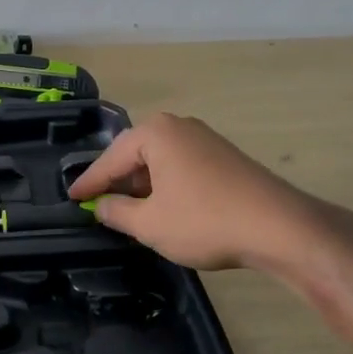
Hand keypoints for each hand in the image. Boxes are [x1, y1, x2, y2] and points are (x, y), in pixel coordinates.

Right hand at [68, 112, 317, 270]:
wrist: (280, 227)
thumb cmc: (205, 221)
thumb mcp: (150, 224)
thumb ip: (117, 212)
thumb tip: (101, 205)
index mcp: (156, 133)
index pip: (111, 158)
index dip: (89, 182)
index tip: (71, 197)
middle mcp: (179, 126)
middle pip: (135, 154)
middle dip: (117, 180)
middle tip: (98, 204)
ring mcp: (205, 138)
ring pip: (159, 160)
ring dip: (142, 184)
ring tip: (129, 210)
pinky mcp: (224, 156)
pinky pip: (181, 165)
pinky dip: (166, 184)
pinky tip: (165, 207)